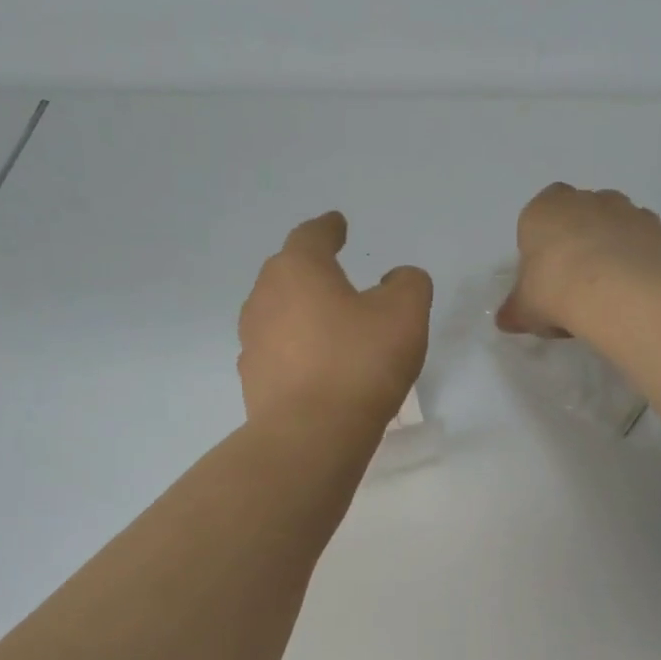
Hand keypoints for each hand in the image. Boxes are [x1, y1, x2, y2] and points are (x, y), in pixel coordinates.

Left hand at [238, 211, 432, 429]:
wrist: (310, 435)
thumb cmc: (359, 363)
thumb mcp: (405, 313)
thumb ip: (408, 284)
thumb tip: (396, 279)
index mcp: (298, 270)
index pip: (312, 236)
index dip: (329, 228)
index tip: (339, 224)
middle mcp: (265, 297)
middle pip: (287, 271)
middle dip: (311, 269)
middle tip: (334, 271)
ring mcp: (252, 340)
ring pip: (278, 312)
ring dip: (301, 310)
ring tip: (327, 322)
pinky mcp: (252, 379)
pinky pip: (277, 350)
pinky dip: (296, 347)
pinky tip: (316, 363)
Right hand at [496, 182, 660, 337]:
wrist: (620, 290)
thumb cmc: (556, 289)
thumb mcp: (524, 309)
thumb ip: (515, 310)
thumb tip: (506, 319)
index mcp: (543, 209)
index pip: (536, 221)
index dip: (541, 251)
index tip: (545, 281)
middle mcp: (584, 199)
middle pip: (577, 219)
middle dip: (577, 245)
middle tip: (574, 289)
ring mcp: (625, 209)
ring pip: (612, 228)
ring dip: (609, 252)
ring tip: (607, 296)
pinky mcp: (657, 228)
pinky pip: (641, 244)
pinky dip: (637, 263)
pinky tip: (631, 294)